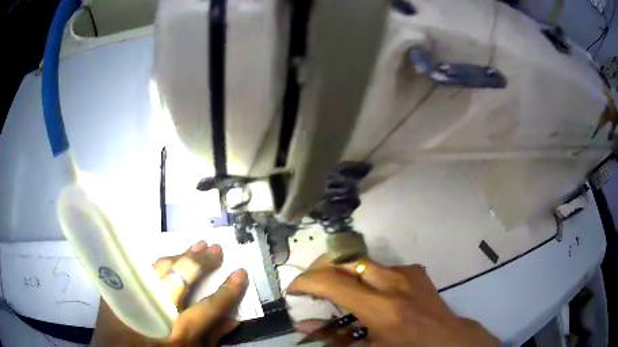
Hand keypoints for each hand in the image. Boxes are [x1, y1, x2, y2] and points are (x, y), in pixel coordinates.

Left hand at [92, 240, 247, 345]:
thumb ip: (212, 338)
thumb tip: (234, 318)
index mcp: (177, 332)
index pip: (210, 306)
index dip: (228, 289)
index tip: (241, 272)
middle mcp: (156, 310)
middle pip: (182, 277)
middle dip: (202, 262)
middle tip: (216, 248)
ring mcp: (134, 295)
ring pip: (159, 266)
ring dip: (180, 255)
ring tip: (196, 246)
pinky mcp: (117, 288)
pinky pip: (140, 268)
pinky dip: (157, 263)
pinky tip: (167, 259)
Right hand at [287, 255, 499, 346]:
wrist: (446, 338)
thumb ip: (334, 338)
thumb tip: (303, 325)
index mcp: (382, 308)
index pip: (333, 283)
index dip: (306, 282)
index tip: (293, 289)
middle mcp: (393, 282)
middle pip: (346, 260)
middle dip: (321, 268)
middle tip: (311, 284)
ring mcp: (406, 272)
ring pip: (362, 261)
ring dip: (342, 272)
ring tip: (335, 288)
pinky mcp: (414, 269)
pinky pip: (381, 267)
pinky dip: (365, 276)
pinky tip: (370, 293)